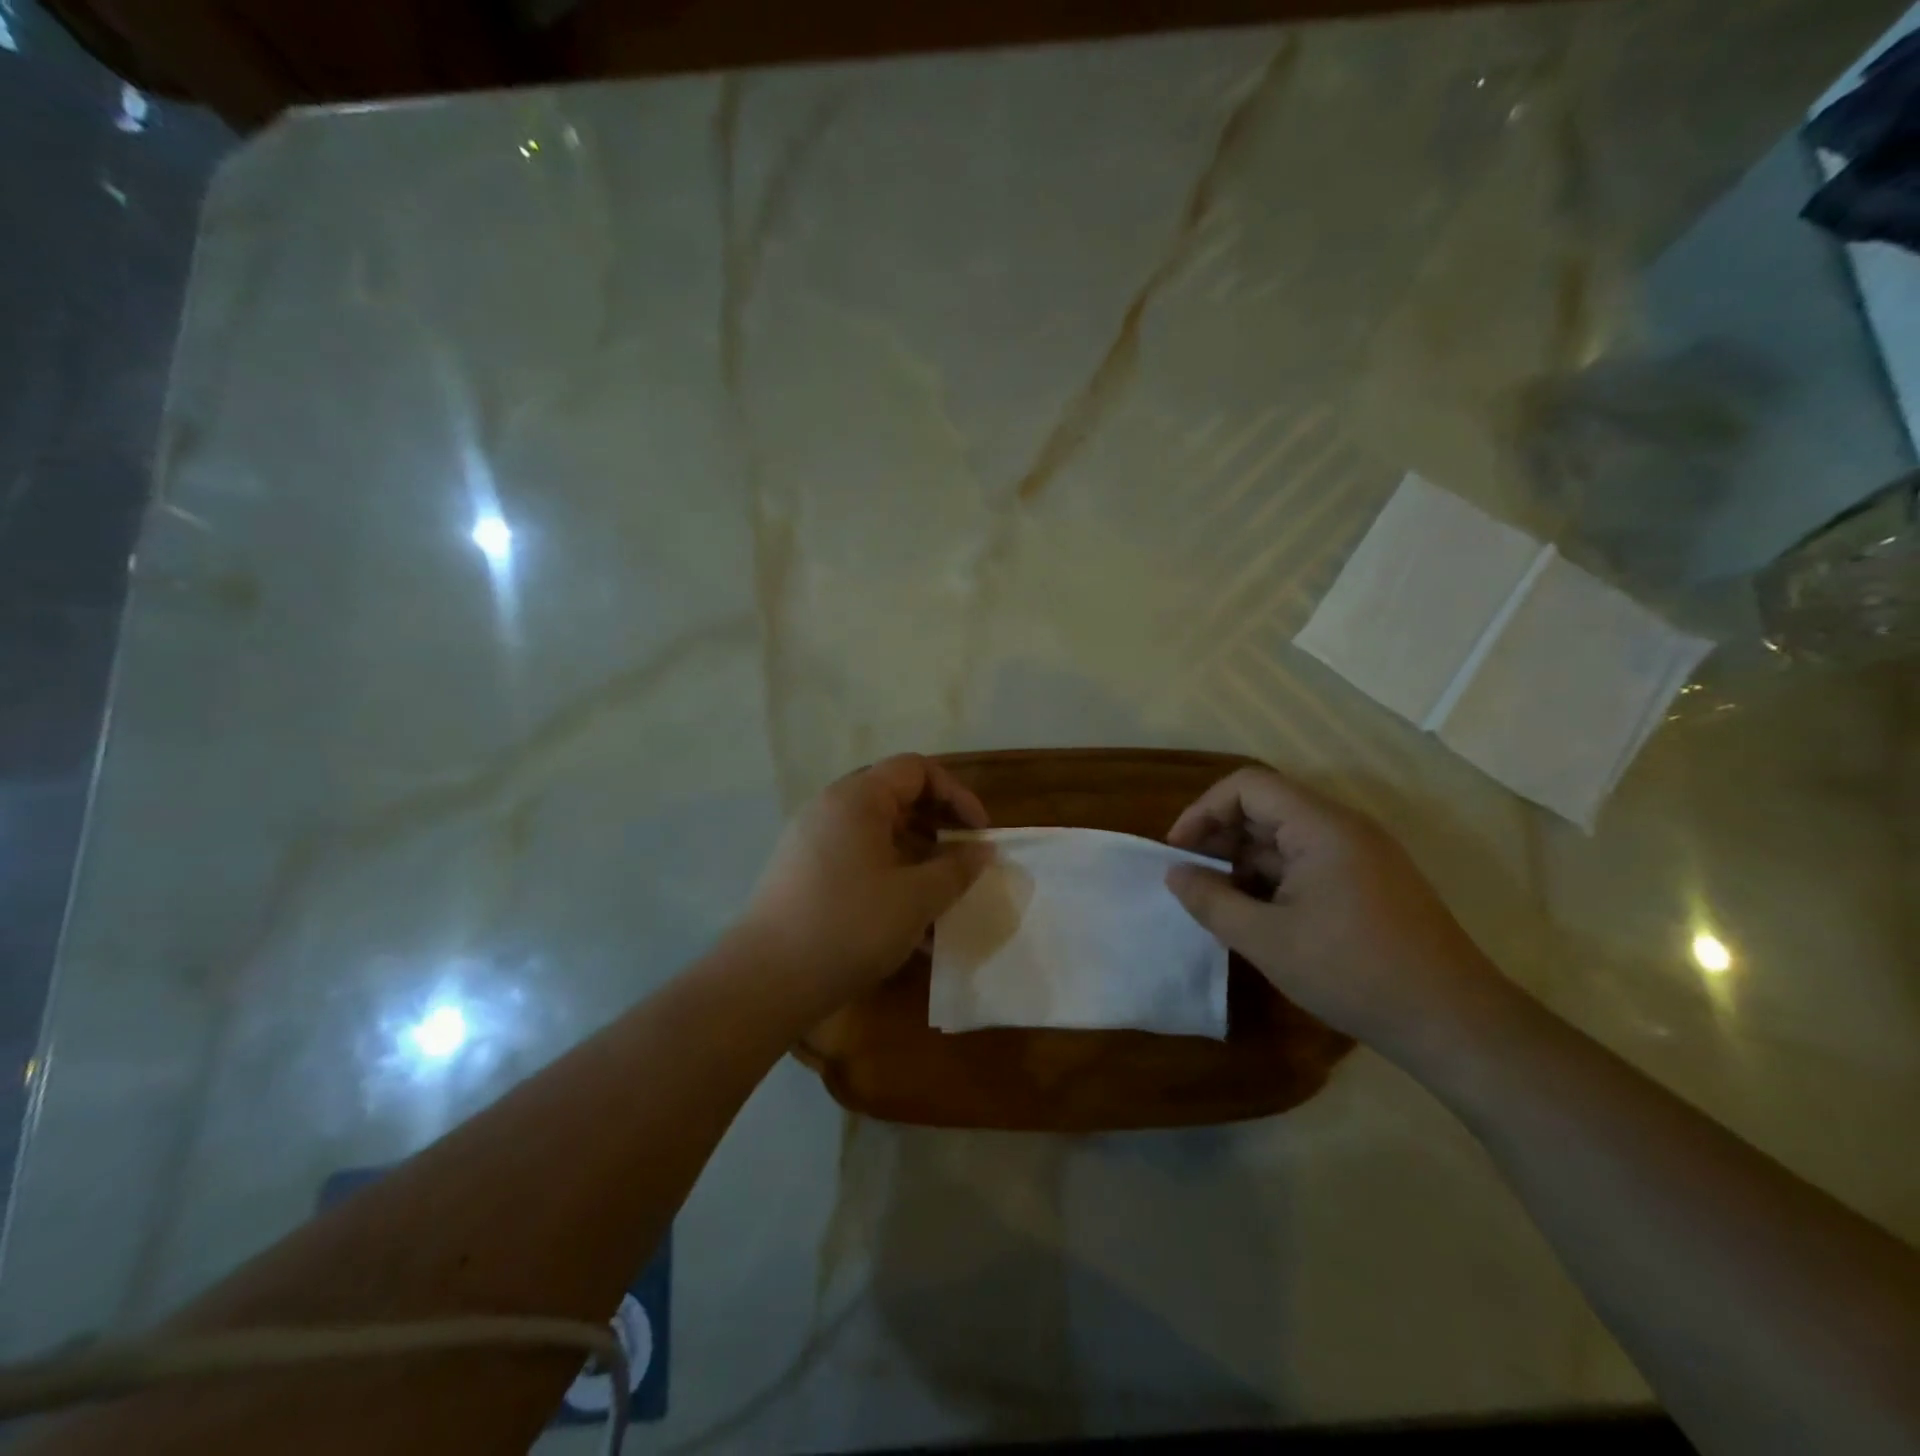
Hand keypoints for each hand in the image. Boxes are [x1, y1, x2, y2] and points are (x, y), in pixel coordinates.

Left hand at [741, 755, 991, 1009]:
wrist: (765, 980)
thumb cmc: (850, 926)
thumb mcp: (917, 899)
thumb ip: (956, 870)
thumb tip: (982, 851)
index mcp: (857, 798)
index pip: (917, 769)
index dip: (957, 795)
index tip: (979, 834)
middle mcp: (830, 808)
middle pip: (895, 798)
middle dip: (937, 827)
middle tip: (962, 860)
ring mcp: (810, 840)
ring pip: (877, 834)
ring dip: (915, 857)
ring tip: (940, 898)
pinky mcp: (801, 873)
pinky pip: (856, 859)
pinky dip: (887, 877)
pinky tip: (907, 923)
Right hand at [1164, 766, 1506, 1057]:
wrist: (1453, 1022)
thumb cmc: (1353, 972)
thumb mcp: (1267, 940)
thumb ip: (1211, 901)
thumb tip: (1175, 874)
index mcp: (1321, 826)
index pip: (1248, 786)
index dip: (1204, 810)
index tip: (1178, 851)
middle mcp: (1343, 827)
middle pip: (1267, 806)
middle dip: (1220, 836)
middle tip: (1191, 877)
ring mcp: (1361, 853)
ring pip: (1286, 836)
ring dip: (1245, 860)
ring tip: (1218, 901)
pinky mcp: (1370, 880)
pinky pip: (1308, 860)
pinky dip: (1273, 877)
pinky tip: (1258, 914)